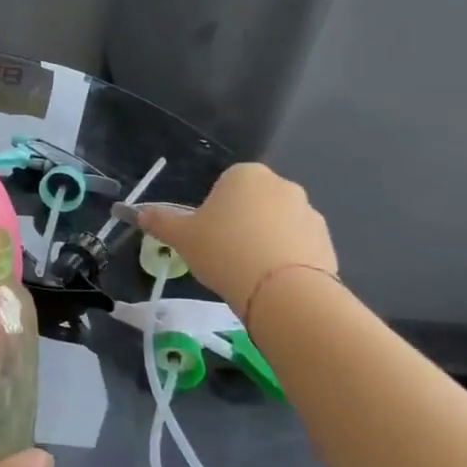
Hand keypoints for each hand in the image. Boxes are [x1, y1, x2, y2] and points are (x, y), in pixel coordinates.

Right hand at [130, 162, 337, 320]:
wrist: (282, 292)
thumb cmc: (224, 251)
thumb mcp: (181, 237)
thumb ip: (160, 221)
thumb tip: (138, 213)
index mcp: (246, 175)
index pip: (224, 185)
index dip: (212, 210)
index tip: (206, 235)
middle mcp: (282, 185)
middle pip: (252, 203)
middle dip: (240, 223)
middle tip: (223, 254)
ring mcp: (309, 213)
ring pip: (276, 225)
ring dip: (264, 241)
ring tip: (248, 273)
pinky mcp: (327, 242)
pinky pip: (297, 246)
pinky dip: (285, 260)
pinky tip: (271, 283)